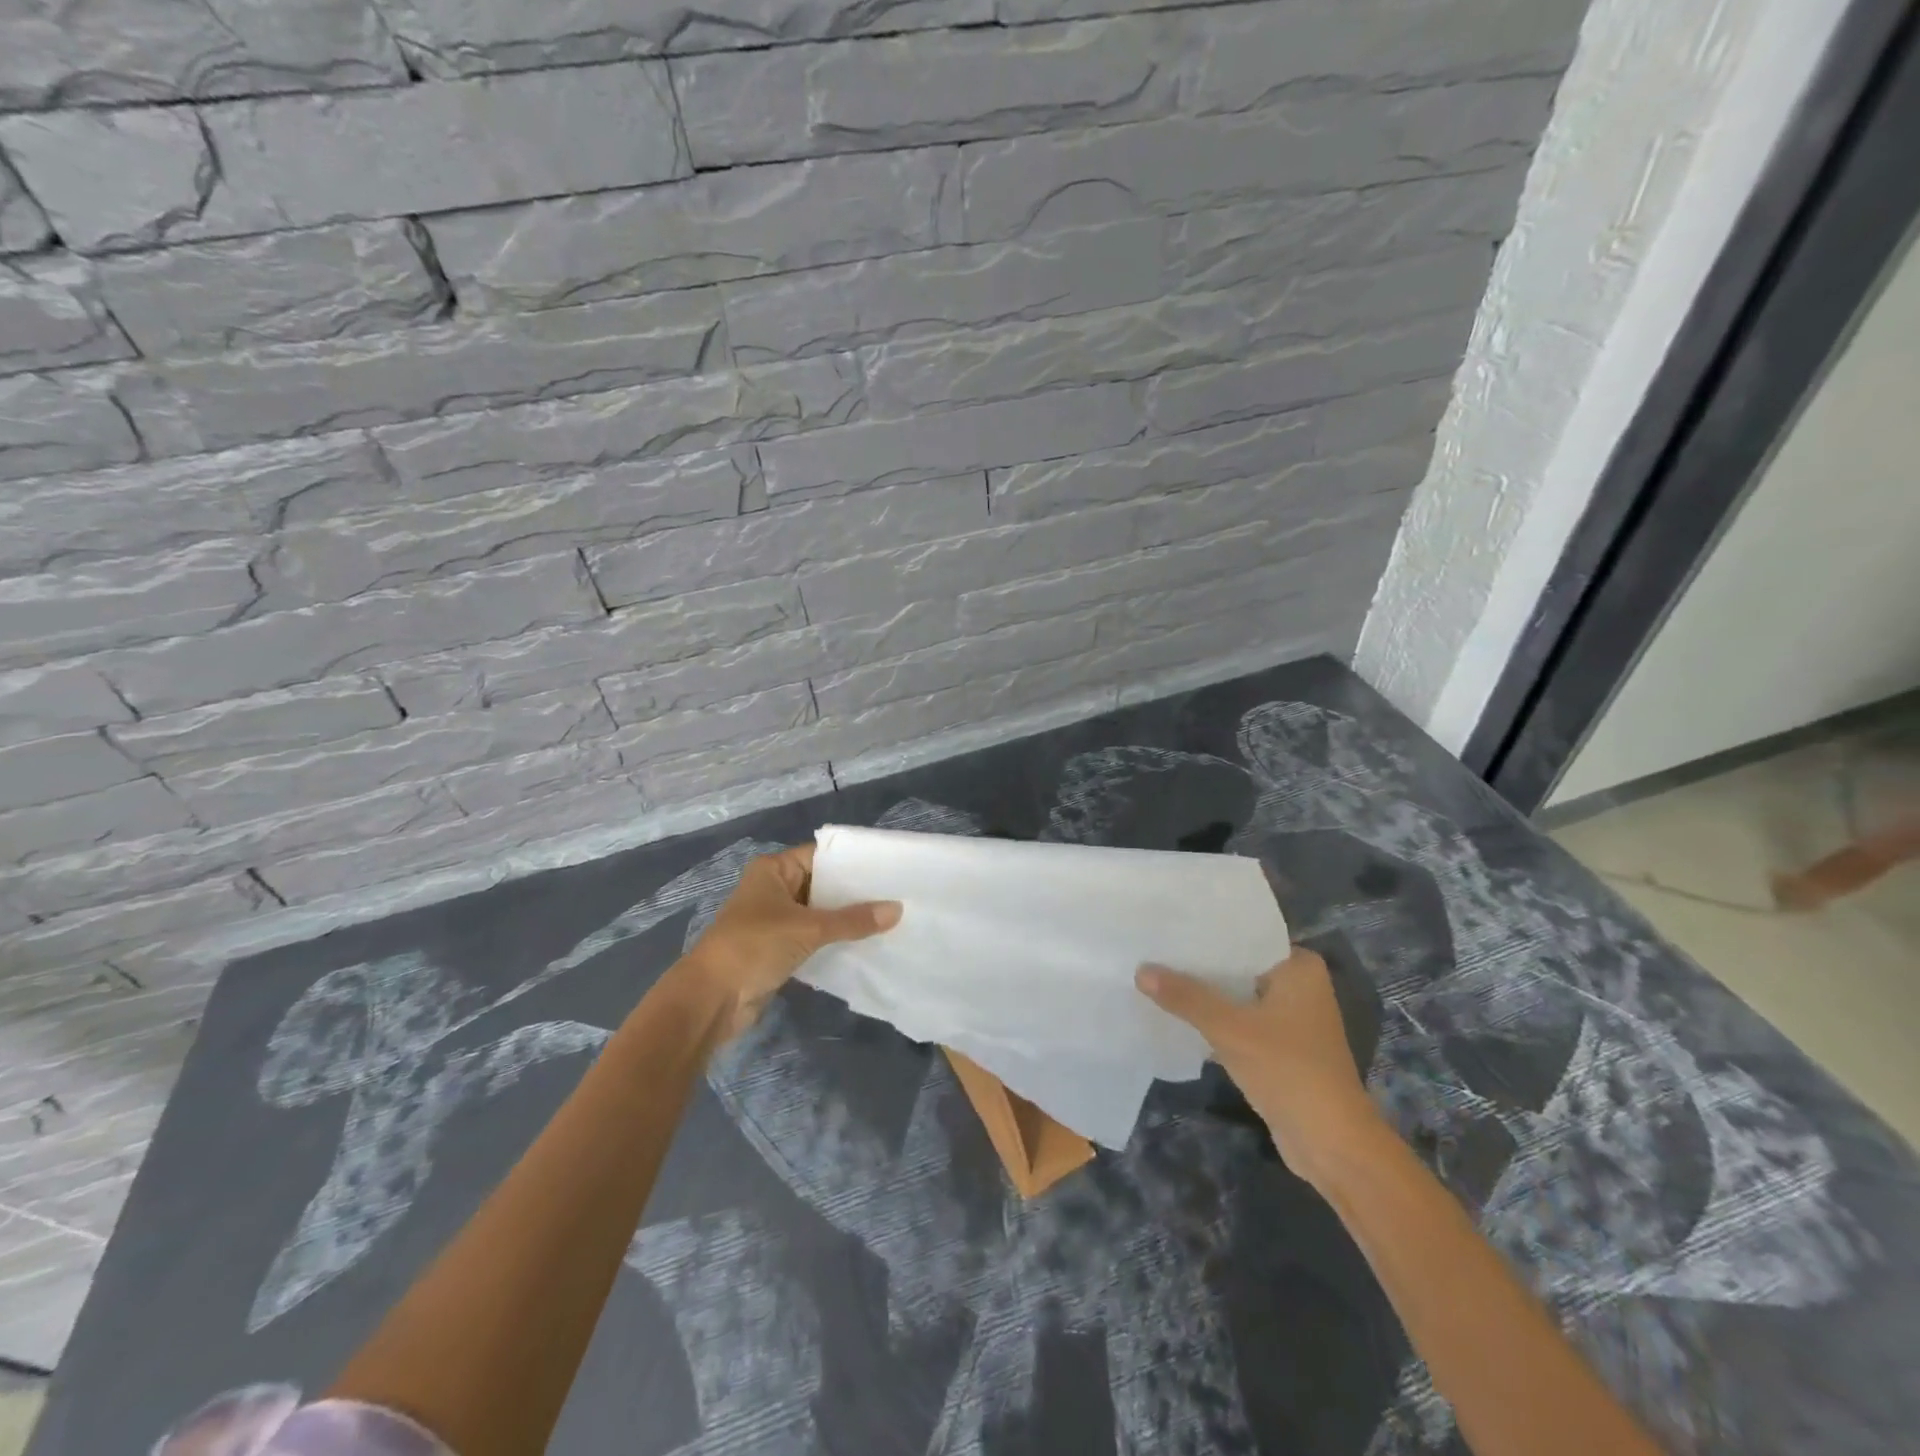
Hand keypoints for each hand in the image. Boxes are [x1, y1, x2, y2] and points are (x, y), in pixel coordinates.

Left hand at [680, 843, 901, 1042]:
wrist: (711, 999)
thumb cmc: (754, 947)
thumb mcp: (808, 928)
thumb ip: (852, 920)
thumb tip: (897, 910)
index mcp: (774, 870)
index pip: (821, 856)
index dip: (852, 861)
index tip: (888, 866)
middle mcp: (774, 889)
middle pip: (822, 885)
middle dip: (854, 893)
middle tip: (896, 895)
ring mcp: (775, 920)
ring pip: (819, 914)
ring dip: (846, 920)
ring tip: (889, 919)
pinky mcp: (778, 949)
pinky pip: (813, 938)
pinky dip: (834, 941)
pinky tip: (866, 944)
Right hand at [1137, 947, 1381, 1187]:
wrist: (1331, 1145)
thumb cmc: (1289, 1071)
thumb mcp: (1230, 1029)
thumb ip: (1186, 997)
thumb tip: (1140, 969)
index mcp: (1299, 967)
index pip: (1245, 936)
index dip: (1205, 930)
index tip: (1167, 924)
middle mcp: (1299, 986)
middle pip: (1238, 965)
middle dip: (1199, 964)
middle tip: (1151, 948)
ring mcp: (1290, 1019)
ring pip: (1236, 995)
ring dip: (1204, 994)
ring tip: (1155, 975)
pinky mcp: (1280, 1048)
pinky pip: (1239, 1021)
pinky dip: (1213, 1019)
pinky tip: (1176, 1014)